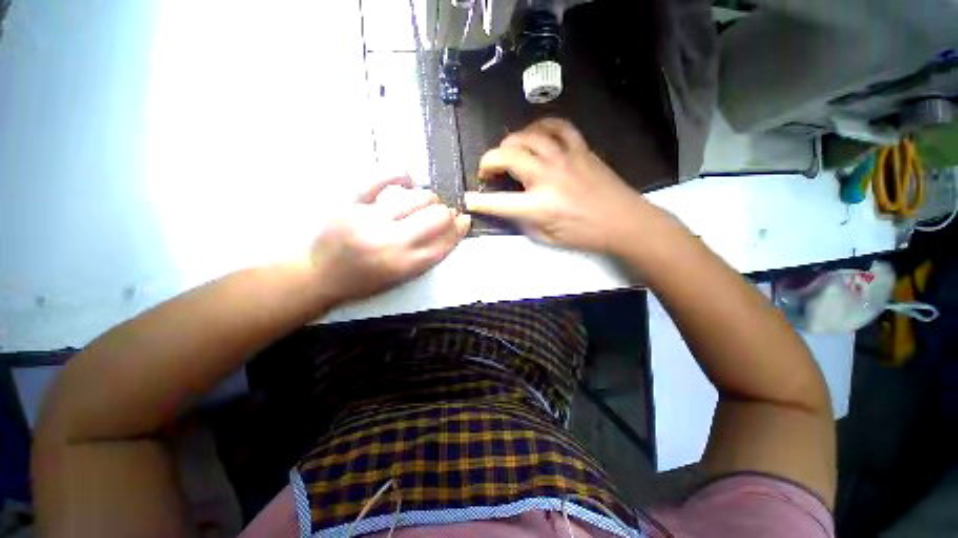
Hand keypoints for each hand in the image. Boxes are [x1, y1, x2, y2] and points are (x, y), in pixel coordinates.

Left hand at [309, 176, 470, 303]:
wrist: (319, 275)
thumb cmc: (366, 280)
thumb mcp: (403, 277)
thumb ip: (429, 254)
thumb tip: (453, 225)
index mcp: (404, 265)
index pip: (445, 242)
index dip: (459, 229)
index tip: (463, 220)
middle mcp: (389, 243)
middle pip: (436, 217)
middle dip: (446, 213)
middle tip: (442, 214)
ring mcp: (368, 220)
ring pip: (415, 198)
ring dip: (428, 198)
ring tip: (425, 202)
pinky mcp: (349, 203)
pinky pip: (379, 179)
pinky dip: (399, 174)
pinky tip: (407, 178)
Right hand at [464, 118, 665, 254]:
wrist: (623, 221)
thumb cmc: (584, 235)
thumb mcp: (546, 237)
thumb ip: (523, 220)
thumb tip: (508, 207)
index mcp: (539, 206)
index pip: (498, 202)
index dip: (478, 201)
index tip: (467, 199)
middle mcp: (547, 177)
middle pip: (507, 156)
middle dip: (488, 162)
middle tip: (486, 172)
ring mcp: (564, 158)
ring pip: (527, 136)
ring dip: (509, 143)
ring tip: (507, 154)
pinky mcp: (579, 148)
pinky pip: (556, 125)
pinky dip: (540, 126)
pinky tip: (534, 136)